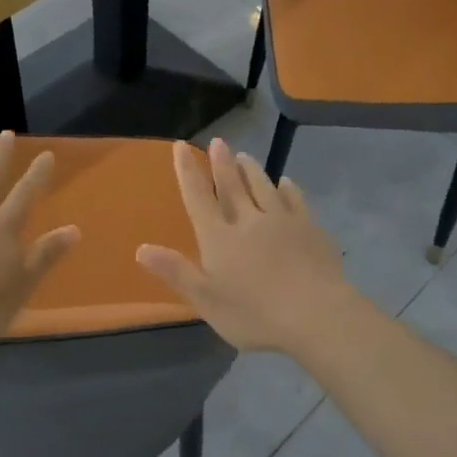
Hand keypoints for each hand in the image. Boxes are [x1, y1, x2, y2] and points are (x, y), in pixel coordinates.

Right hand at [136, 137, 371, 355]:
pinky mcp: (310, 228)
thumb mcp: (207, 301)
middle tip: (218, 141)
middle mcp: (249, 221)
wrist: (316, 314)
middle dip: (222, 163)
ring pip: (264, 186)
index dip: (188, 171)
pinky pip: (296, 199)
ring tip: (245, 156)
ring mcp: (282, 221)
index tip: (180, 146)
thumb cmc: (255, 314)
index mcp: (220, 238)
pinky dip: (288, 188)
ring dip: (252, 169)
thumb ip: (176, 272)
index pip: (198, 198)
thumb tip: (141, 248)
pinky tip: (286, 182)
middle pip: (232, 185)